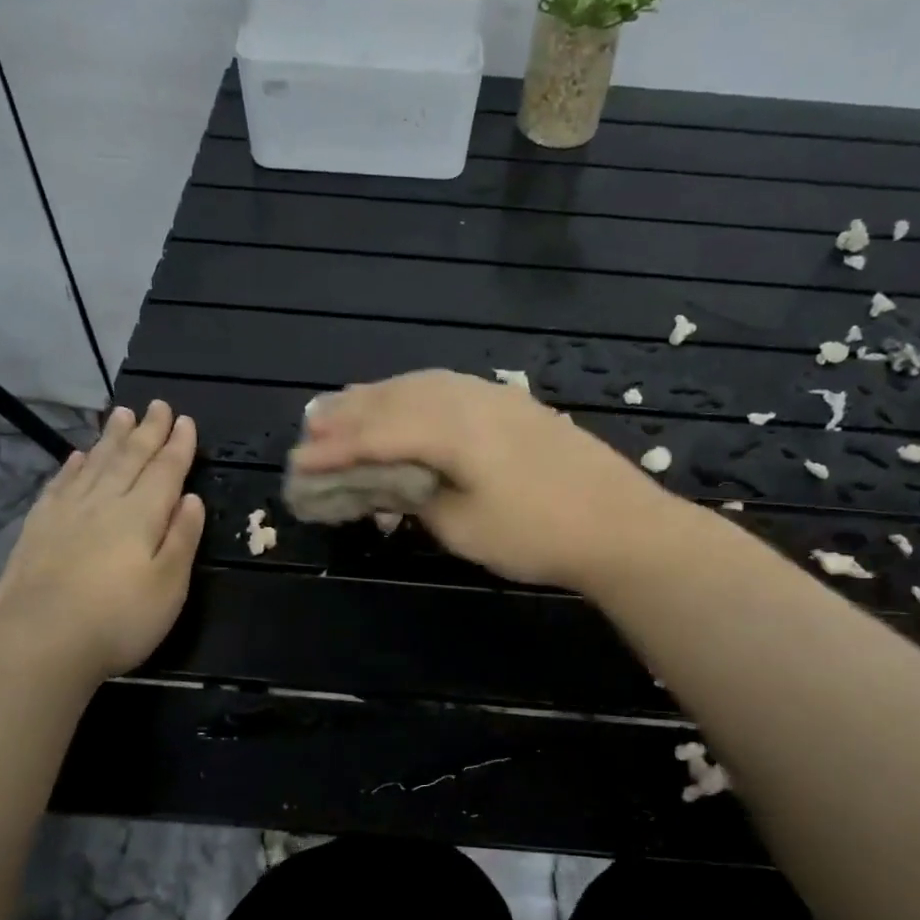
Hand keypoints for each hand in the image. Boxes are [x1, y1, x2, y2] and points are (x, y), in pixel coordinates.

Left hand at [0, 400, 204, 680]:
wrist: (41, 640)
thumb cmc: (120, 618)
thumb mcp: (170, 585)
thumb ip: (182, 538)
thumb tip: (191, 498)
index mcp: (142, 515)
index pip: (165, 471)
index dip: (178, 446)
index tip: (186, 421)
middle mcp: (105, 503)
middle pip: (130, 458)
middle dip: (147, 431)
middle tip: (157, 405)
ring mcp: (67, 513)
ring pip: (95, 464)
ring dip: (111, 438)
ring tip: (121, 414)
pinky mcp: (38, 528)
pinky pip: (61, 485)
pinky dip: (73, 467)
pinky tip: (78, 457)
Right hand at [291, 370, 683, 588]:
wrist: (620, 524)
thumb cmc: (536, 534)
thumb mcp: (462, 527)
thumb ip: (416, 498)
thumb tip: (390, 484)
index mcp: (450, 428)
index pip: (377, 434)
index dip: (335, 449)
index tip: (299, 463)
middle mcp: (467, 398)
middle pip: (393, 399)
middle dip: (347, 415)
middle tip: (309, 429)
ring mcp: (494, 395)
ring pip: (420, 385)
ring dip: (377, 398)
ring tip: (343, 408)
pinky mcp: (512, 403)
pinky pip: (446, 388)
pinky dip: (412, 395)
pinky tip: (405, 403)